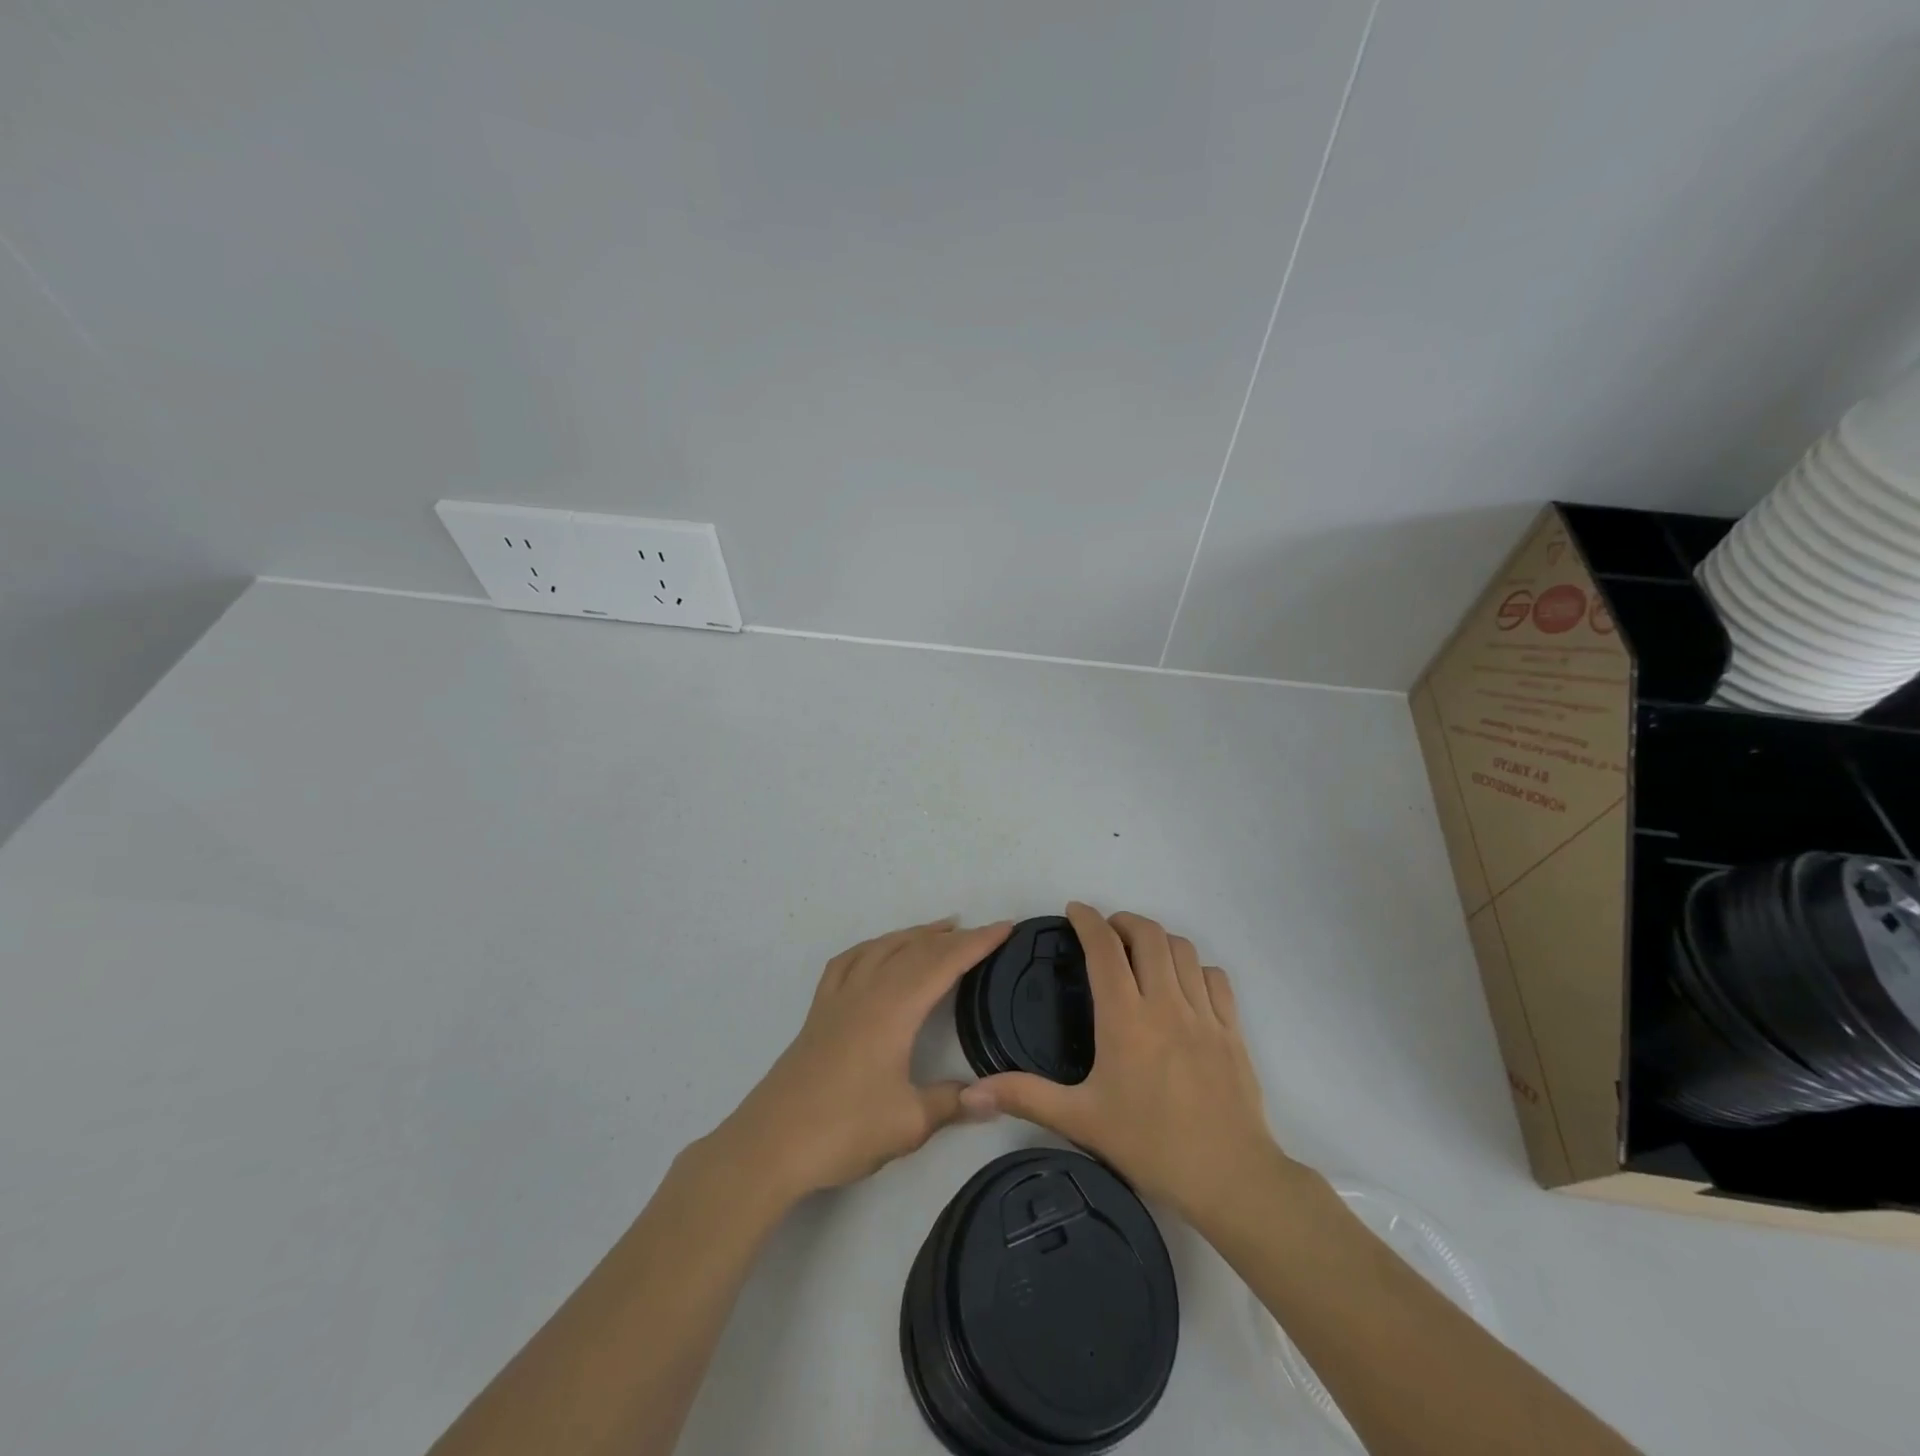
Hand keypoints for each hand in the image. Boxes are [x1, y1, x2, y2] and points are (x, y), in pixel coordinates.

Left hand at [711, 917, 1012, 1200]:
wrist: (770, 1144)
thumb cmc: (844, 1130)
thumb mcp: (909, 1123)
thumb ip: (951, 1103)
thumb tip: (990, 1099)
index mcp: (894, 1009)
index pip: (944, 963)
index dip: (977, 943)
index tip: (1006, 927)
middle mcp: (867, 991)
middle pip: (915, 949)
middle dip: (952, 937)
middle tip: (983, 931)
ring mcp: (838, 998)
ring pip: (881, 948)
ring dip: (914, 934)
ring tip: (939, 930)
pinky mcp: (818, 1011)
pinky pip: (848, 962)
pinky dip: (871, 948)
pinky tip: (876, 954)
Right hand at [959, 903, 1285, 1226]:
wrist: (1230, 1177)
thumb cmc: (1150, 1145)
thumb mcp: (1080, 1120)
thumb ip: (1025, 1097)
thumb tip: (971, 1092)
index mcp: (1125, 1017)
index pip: (1104, 947)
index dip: (1088, 920)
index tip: (1074, 910)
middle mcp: (1165, 1002)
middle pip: (1148, 934)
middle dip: (1124, 921)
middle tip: (1106, 932)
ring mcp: (1204, 1013)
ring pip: (1183, 949)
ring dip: (1159, 939)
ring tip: (1142, 951)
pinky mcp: (1232, 1029)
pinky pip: (1215, 977)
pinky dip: (1196, 967)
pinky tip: (1185, 983)